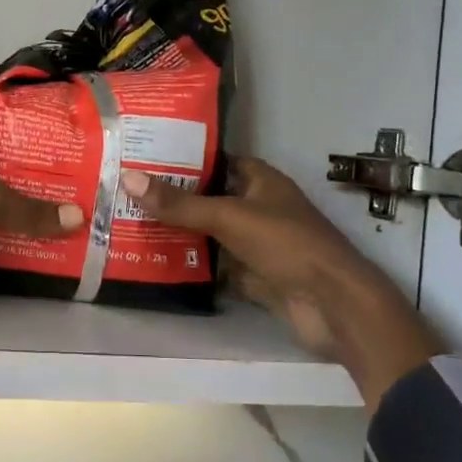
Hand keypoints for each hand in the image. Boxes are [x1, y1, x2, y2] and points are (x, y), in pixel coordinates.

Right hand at [121, 157, 440, 411]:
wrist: (333, 305)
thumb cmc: (286, 244)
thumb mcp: (229, 217)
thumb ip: (180, 204)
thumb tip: (129, 178)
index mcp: (261, 181)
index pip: (220, 161)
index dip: (188, 158)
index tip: (147, 157)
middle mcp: (259, 208)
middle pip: (211, 199)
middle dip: (176, 198)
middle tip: (128, 192)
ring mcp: (257, 244)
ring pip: (212, 234)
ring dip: (181, 233)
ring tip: (133, 224)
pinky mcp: (255, 277)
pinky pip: (217, 266)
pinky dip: (194, 265)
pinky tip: (157, 261)